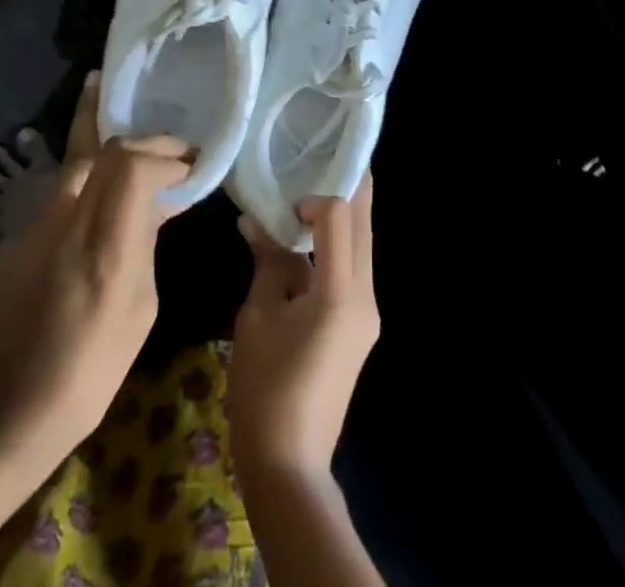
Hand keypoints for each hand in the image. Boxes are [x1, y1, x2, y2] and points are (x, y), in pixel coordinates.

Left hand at [0, 80, 188, 456]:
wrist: (13, 407)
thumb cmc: (94, 367)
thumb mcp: (141, 306)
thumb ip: (148, 240)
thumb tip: (161, 199)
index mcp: (106, 248)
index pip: (134, 167)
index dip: (165, 156)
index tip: (189, 166)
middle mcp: (67, 223)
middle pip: (105, 150)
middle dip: (144, 139)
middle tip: (172, 143)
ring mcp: (36, 225)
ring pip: (73, 156)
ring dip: (96, 126)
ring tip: (99, 85)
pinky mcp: (17, 233)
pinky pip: (58, 184)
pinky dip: (82, 164)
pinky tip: (90, 159)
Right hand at [227, 176, 378, 480]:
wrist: (290, 467)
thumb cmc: (265, 390)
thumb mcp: (257, 317)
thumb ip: (266, 261)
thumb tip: (256, 220)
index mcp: (341, 291)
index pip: (340, 216)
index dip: (315, 195)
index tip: (286, 197)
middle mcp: (366, 295)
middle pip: (363, 224)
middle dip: (346, 188)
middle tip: (319, 158)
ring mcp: (368, 313)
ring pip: (362, 245)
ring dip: (342, 216)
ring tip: (309, 189)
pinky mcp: (360, 326)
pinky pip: (354, 269)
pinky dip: (336, 246)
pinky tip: (308, 238)